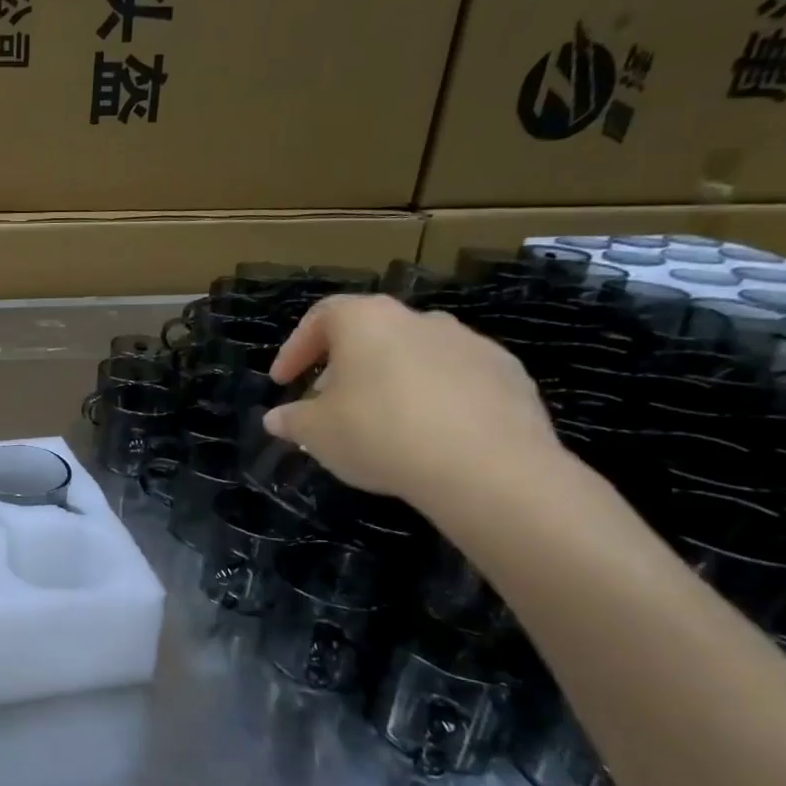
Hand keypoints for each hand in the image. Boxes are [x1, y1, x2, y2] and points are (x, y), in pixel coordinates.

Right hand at [264, 294, 562, 505]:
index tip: (283, 382)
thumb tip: (276, 418)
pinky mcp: (509, 375)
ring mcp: (470, 343)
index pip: (320, 317)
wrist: (488, 468)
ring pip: (414, 355)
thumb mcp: (317, 434)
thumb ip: (292, 420)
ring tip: (379, 424)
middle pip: (369, 335)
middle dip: (343, 368)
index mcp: (367, 321)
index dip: (295, 349)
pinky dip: (434, 399)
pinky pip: (455, 380)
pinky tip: (428, 436)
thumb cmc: (381, 435)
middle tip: (328, 406)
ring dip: (390, 382)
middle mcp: (419, 319)